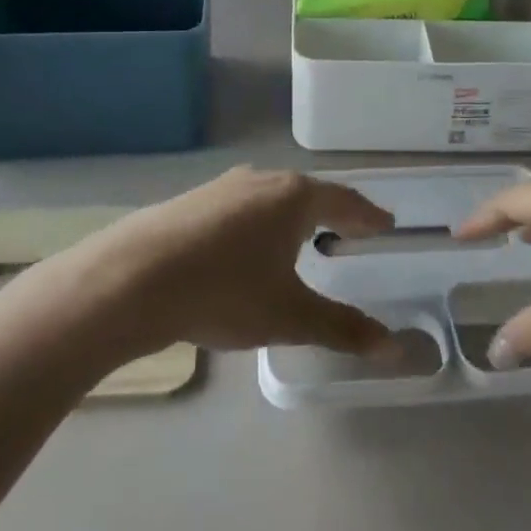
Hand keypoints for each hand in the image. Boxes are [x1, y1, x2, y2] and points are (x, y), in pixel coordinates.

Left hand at [72, 166, 400, 358]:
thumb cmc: (224, 292)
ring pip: (270, 197)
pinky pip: (240, 207)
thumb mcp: (290, 316)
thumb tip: (397, 349)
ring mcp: (222, 187)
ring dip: (292, 215)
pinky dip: (259, 222)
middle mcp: (261, 180)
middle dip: (331, 212)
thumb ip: (343, 329)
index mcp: (293, 197)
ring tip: (302, 236)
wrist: (133, 278)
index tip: (385, 223)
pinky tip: (247, 246)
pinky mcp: (192, 201)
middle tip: (350, 230)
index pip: (344, 200)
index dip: (368, 215)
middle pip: (308, 193)